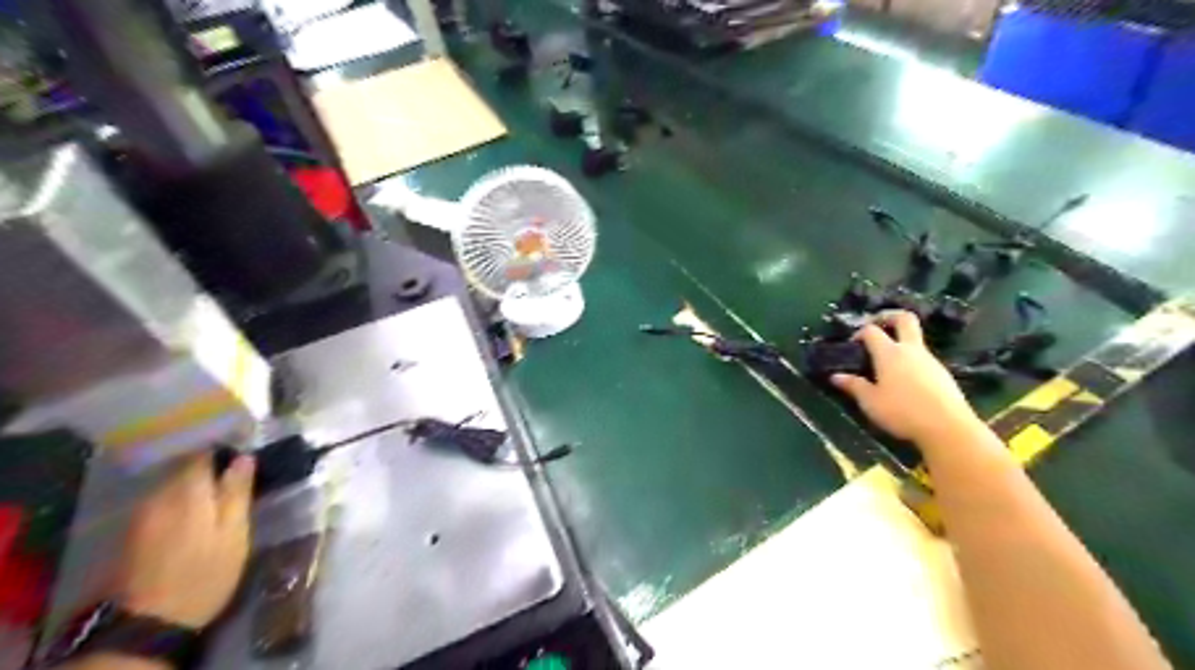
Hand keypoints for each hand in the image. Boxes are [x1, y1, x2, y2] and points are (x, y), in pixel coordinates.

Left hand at [117, 450, 254, 626]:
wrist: (148, 623)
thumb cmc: (204, 575)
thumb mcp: (234, 535)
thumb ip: (236, 493)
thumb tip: (244, 458)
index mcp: (186, 493)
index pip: (201, 454)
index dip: (224, 450)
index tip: (245, 452)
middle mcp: (157, 496)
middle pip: (182, 466)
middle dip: (208, 465)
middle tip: (236, 474)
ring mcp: (140, 514)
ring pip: (170, 483)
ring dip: (192, 483)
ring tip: (217, 492)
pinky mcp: (132, 531)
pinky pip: (159, 500)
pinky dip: (178, 499)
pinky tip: (193, 512)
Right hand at [828, 311, 983, 447]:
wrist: (948, 427)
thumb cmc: (902, 412)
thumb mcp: (870, 402)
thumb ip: (853, 386)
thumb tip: (836, 376)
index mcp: (889, 353)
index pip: (871, 331)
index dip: (859, 332)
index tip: (852, 344)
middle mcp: (910, 350)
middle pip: (904, 319)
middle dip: (888, 316)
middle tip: (876, 324)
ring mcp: (930, 360)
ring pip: (915, 340)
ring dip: (900, 342)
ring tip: (886, 362)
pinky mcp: (942, 373)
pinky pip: (923, 358)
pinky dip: (911, 360)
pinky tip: (905, 380)